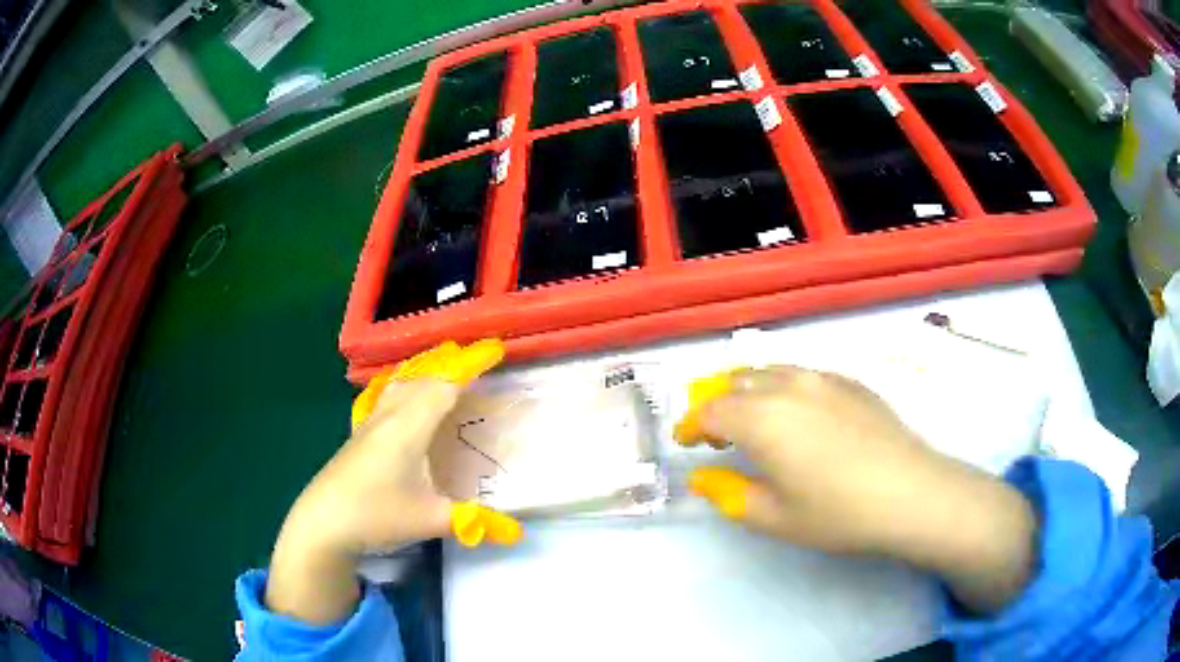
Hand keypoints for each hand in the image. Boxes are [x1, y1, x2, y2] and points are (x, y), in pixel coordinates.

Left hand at [266, 341, 516, 623]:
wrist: (322, 521)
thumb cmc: (377, 515)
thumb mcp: (430, 520)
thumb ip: (474, 520)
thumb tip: (517, 532)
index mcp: (409, 427)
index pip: (445, 385)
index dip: (471, 366)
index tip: (495, 349)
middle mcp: (390, 416)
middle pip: (423, 378)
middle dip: (452, 364)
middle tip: (480, 361)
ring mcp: (371, 423)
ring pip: (402, 383)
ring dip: (428, 373)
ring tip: (448, 374)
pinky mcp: (360, 434)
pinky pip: (389, 396)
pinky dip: (408, 387)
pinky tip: (407, 401)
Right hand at [679, 366, 1035, 613]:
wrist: (910, 493)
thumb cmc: (838, 512)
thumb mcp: (774, 516)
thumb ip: (729, 494)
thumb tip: (702, 476)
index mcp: (761, 418)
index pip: (709, 411)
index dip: (690, 425)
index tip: (685, 442)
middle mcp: (787, 386)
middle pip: (736, 382)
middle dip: (715, 404)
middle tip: (713, 434)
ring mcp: (823, 378)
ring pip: (769, 371)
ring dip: (748, 391)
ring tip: (750, 419)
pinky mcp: (851, 382)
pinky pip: (802, 374)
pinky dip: (782, 387)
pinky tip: (797, 414)